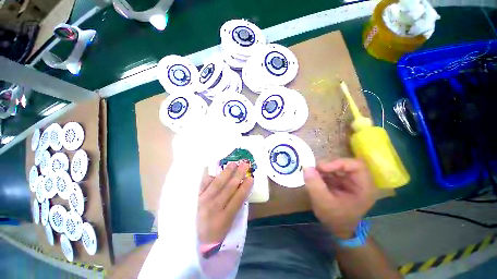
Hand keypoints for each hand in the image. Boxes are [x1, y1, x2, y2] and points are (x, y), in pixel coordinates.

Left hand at [197, 162, 253, 243]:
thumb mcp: (230, 223)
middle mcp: (213, 208)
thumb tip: (243, 188)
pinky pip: (203, 183)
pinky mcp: (195, 197)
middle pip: (228, 188)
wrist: (195, 240)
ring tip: (233, 164)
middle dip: (238, 175)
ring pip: (217, 184)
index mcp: (224, 218)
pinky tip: (215, 168)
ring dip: (226, 172)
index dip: (245, 187)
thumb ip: (237, 206)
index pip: (238, 199)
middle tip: (244, 165)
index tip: (251, 177)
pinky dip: (210, 175)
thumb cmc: (217, 233)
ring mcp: (203, 201)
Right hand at [304, 158, 378, 238]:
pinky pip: (331, 171)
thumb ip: (315, 184)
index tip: (320, 168)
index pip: (356, 165)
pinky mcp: (341, 181)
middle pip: (345, 164)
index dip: (338, 163)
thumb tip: (306, 166)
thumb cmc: (335, 219)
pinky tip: (315, 179)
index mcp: (364, 187)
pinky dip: (321, 173)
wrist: (337, 229)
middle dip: (327, 166)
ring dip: (323, 169)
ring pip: (336, 166)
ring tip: (312, 176)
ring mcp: (350, 180)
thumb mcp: (323, 203)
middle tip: (313, 171)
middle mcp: (360, 181)